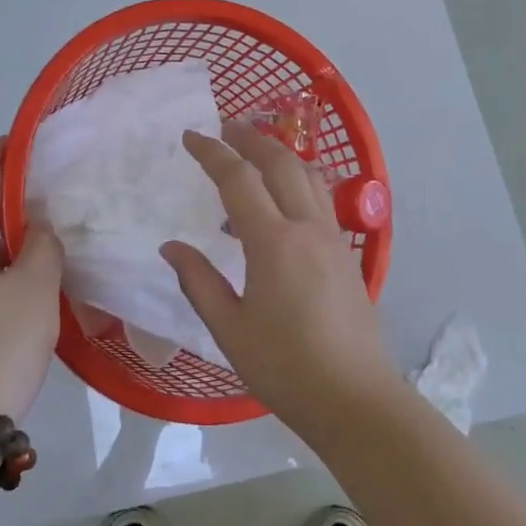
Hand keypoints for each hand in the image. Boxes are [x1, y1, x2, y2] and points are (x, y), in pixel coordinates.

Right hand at [160, 122, 395, 439]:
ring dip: (280, 155)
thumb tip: (172, 246)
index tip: (190, 136)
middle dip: (251, 138)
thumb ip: (198, 281)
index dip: (212, 153)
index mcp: (274, 242)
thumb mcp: (229, 329)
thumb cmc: (285, 367)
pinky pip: (320, 200)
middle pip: (281, 163)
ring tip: (254, 155)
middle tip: (225, 128)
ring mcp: (333, 238)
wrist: (354, 397)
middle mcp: (308, 227)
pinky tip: (279, 205)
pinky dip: (297, 183)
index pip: (239, 179)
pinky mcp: (347, 254)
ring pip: (308, 176)